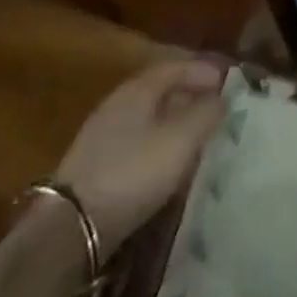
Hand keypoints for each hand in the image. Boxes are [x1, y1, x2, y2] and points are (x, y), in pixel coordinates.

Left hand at [53, 59, 226, 244]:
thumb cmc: (133, 172)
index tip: (227, 82)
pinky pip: (135, 142)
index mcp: (138, 89)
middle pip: (160, 90)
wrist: (69, 229)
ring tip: (196, 138)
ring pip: (147, 118)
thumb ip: (206, 114)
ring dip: (173, 122)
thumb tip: (221, 99)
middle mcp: (118, 103)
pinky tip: (166, 164)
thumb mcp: (181, 140)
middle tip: (215, 109)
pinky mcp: (93, 167)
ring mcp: (101, 136)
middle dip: (189, 96)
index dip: (203, 71)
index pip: (176, 66)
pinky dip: (156, 144)